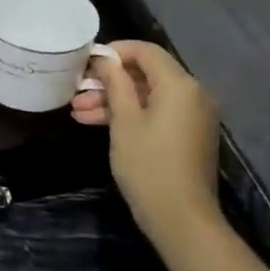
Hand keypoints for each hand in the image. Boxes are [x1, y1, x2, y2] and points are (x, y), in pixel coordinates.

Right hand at [72, 41, 222, 242]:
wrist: (181, 219)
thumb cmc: (148, 165)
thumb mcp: (124, 121)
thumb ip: (116, 84)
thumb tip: (106, 58)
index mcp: (180, 85)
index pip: (146, 51)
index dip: (116, 51)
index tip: (87, 61)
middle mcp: (193, 94)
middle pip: (146, 74)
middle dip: (109, 81)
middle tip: (76, 91)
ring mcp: (192, 116)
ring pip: (148, 96)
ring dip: (114, 101)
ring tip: (78, 112)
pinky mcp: (188, 135)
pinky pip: (157, 113)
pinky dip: (131, 115)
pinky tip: (96, 123)